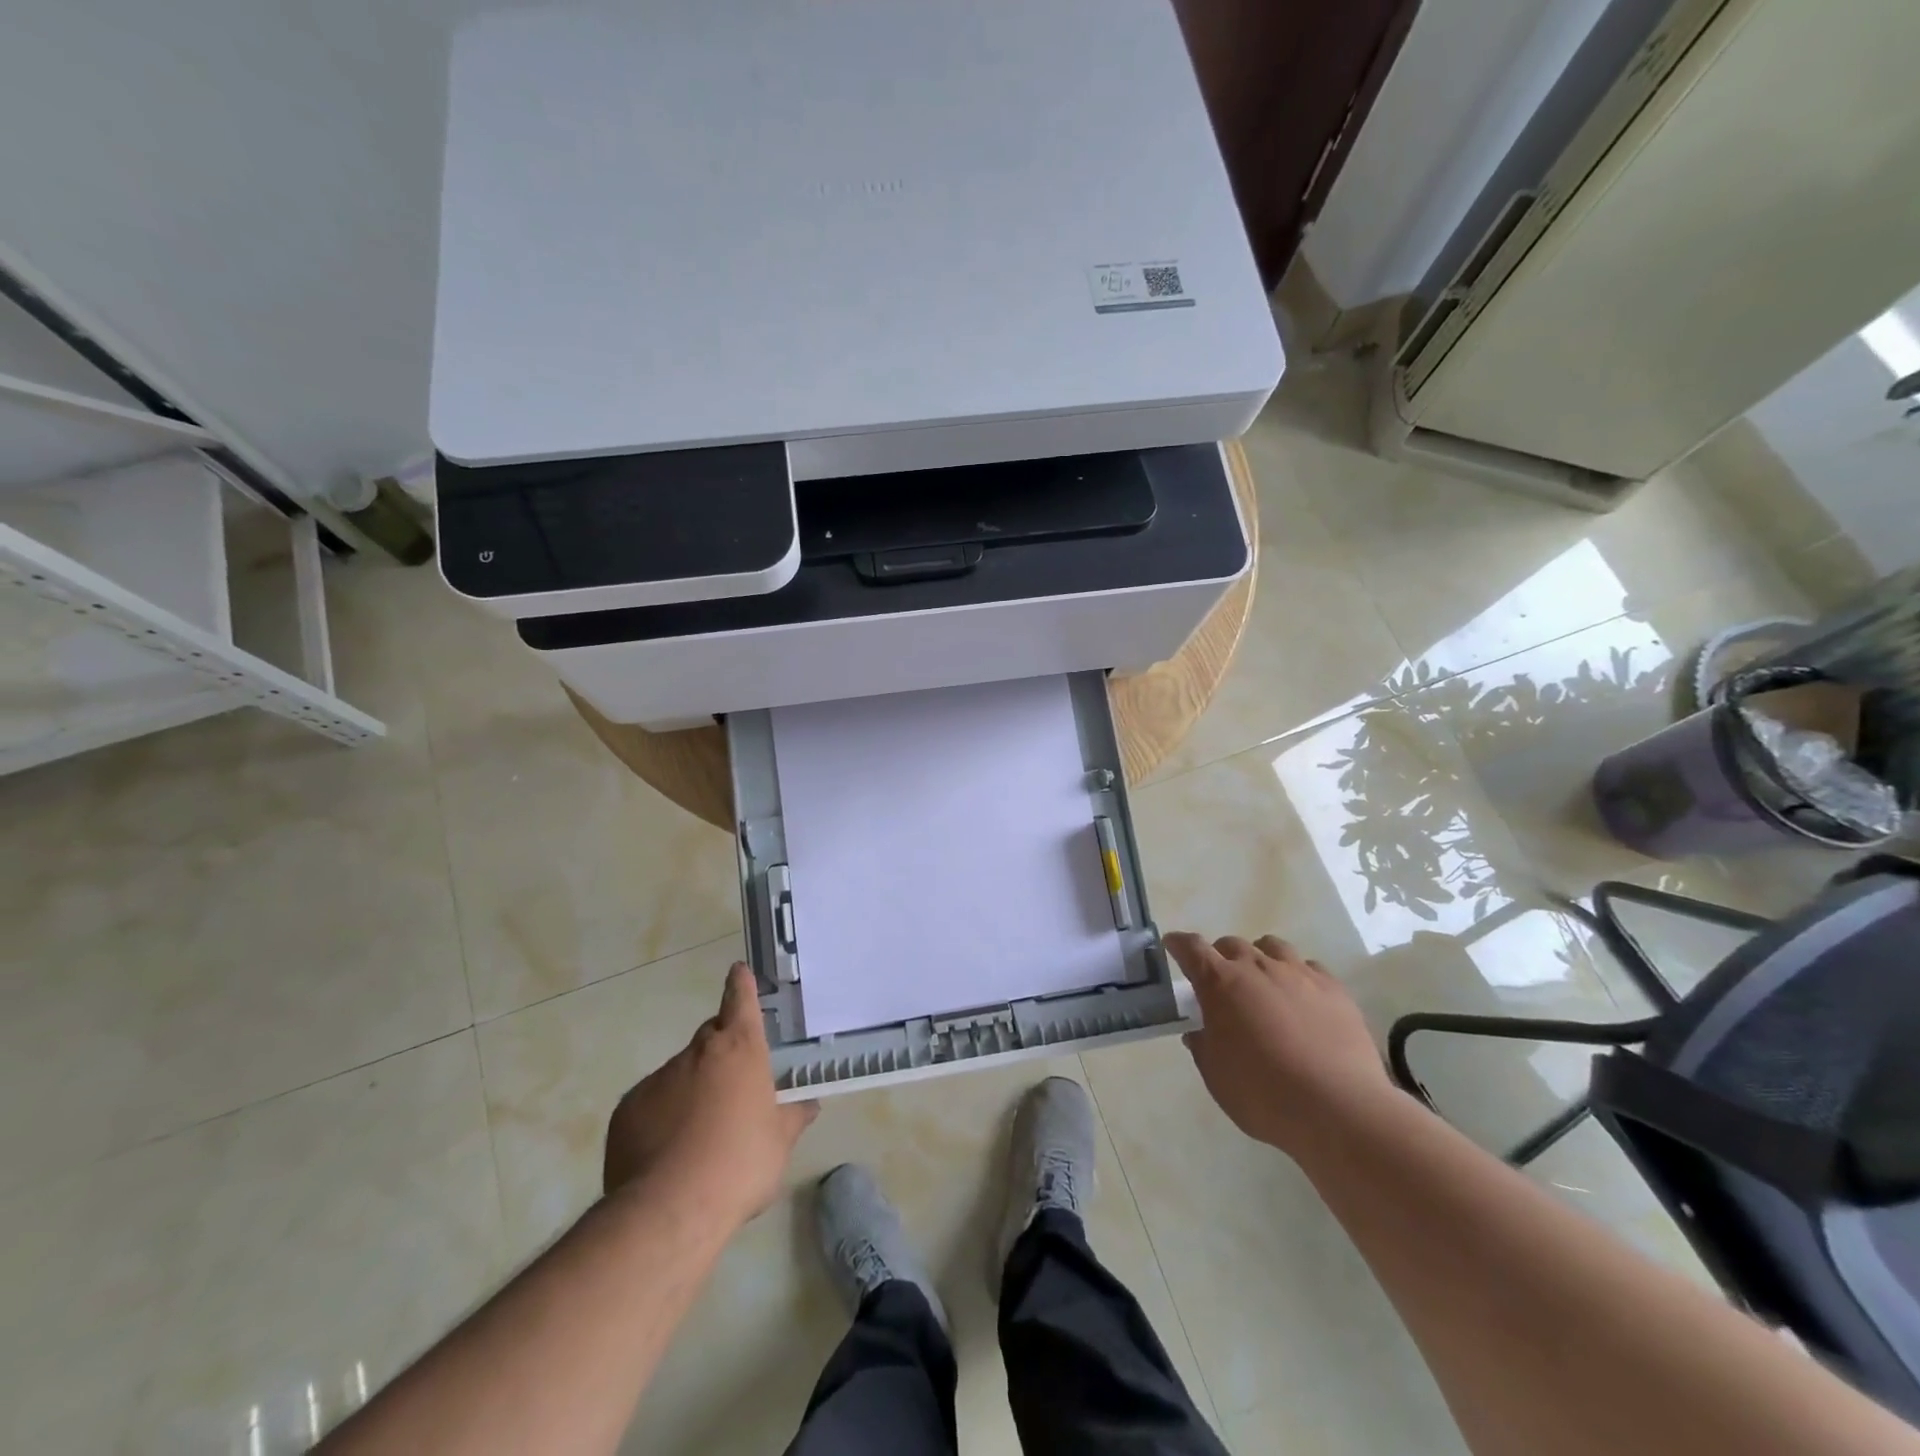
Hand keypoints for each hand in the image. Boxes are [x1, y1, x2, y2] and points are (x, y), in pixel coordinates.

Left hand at [604, 963, 816, 1226]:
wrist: (670, 1210)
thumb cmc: (740, 1164)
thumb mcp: (780, 1143)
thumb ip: (793, 1117)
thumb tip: (808, 1105)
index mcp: (740, 1050)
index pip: (740, 1001)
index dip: (740, 985)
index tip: (737, 970)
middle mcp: (697, 1053)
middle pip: (710, 1037)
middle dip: (721, 1052)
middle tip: (732, 1087)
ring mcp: (658, 1079)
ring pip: (679, 1073)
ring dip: (690, 1089)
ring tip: (698, 1134)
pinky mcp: (627, 1109)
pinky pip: (650, 1102)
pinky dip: (661, 1115)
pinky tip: (668, 1152)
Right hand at [1167, 932, 1394, 1156]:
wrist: (1338, 1109)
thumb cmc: (1263, 1093)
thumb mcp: (1216, 1076)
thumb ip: (1203, 1046)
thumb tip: (1200, 1031)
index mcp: (1220, 983)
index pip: (1192, 948)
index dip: (1179, 944)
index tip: (1173, 945)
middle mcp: (1257, 967)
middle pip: (1231, 944)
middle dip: (1220, 957)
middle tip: (1221, 983)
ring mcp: (1299, 974)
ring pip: (1272, 947)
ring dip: (1260, 958)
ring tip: (1263, 984)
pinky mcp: (1334, 989)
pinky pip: (1309, 967)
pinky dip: (1297, 976)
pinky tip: (1301, 999)